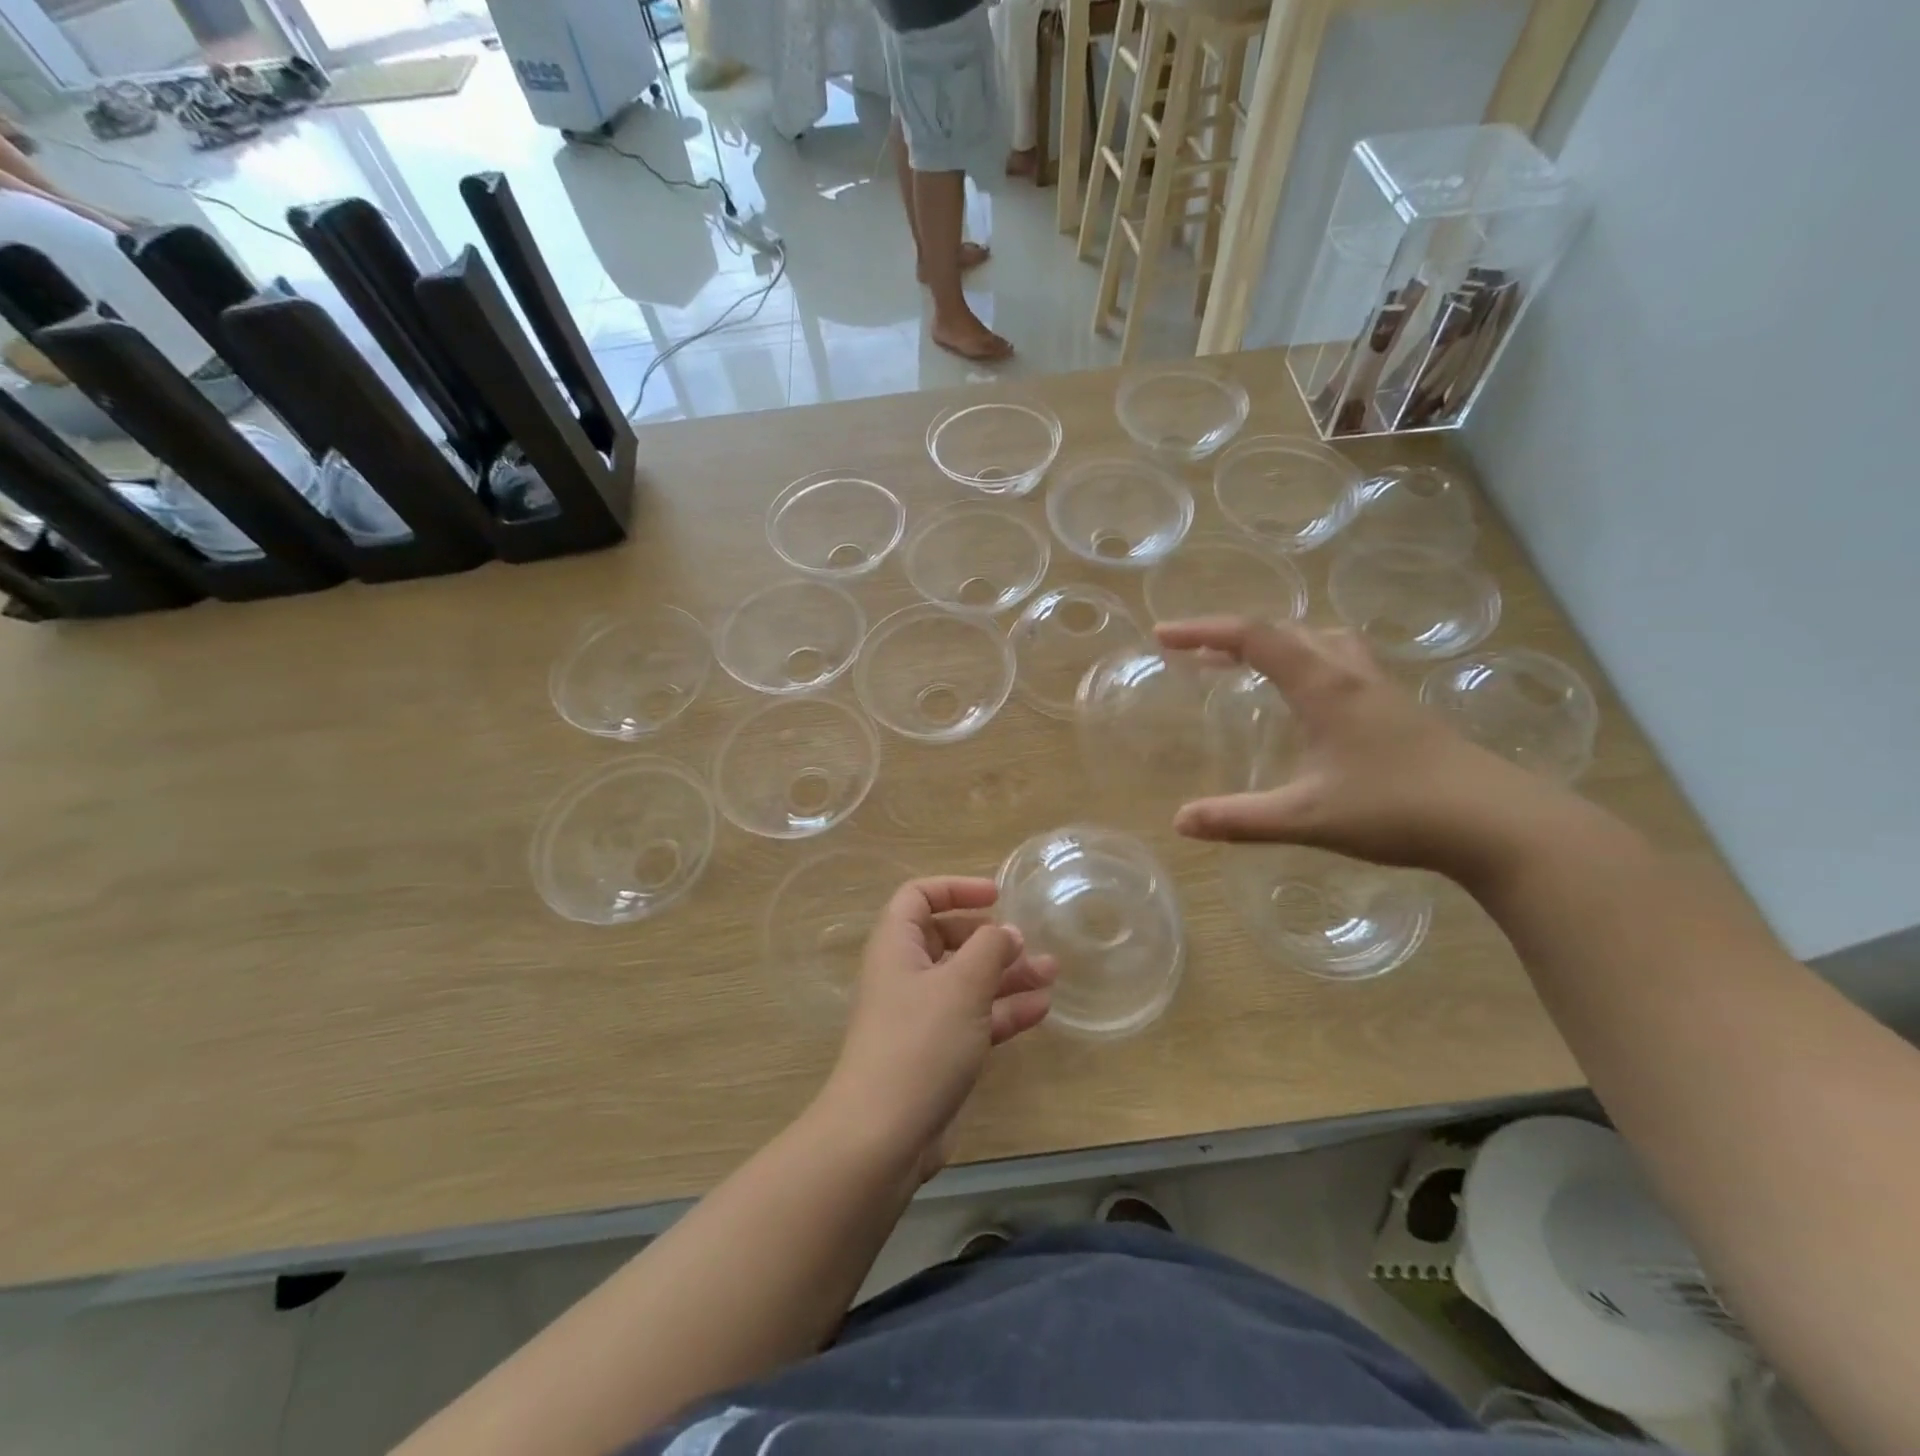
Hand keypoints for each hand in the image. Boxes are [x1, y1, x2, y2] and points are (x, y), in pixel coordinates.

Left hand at [820, 877, 1054, 1180]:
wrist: (884, 1135)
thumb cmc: (920, 1042)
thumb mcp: (962, 984)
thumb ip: (989, 948)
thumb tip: (1006, 931)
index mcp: (896, 946)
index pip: (918, 896)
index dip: (955, 888)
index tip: (996, 895)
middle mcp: (906, 975)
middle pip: (947, 938)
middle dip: (990, 937)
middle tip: (1027, 942)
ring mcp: (921, 1016)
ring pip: (967, 981)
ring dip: (1007, 974)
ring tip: (1052, 971)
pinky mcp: (937, 1052)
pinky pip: (974, 1018)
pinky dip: (1004, 1010)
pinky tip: (1041, 1009)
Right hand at [1156, 617, 1563, 877]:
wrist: (1498, 823)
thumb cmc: (1398, 809)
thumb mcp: (1307, 818)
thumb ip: (1240, 819)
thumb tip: (1179, 822)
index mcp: (1324, 686)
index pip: (1254, 638)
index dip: (1203, 630)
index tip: (1163, 636)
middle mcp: (1351, 675)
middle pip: (1287, 630)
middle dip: (1233, 636)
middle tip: (1196, 656)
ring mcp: (1380, 691)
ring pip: (1321, 641)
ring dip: (1277, 642)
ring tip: (1249, 665)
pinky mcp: (1399, 711)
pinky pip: (1341, 664)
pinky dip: (1306, 663)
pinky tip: (1308, 702)